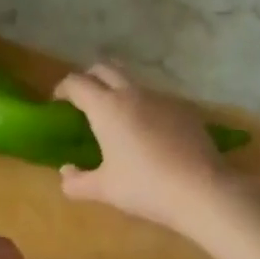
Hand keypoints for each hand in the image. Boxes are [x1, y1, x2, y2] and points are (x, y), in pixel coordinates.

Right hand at [54, 64, 236, 232]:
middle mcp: (133, 93)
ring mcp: (163, 98)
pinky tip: (149, 133)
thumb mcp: (104, 189)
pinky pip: (157, 99)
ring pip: (133, 82)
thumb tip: (66, 172)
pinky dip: (144, 107)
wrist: (202, 189)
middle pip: (105, 69)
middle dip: (89, 78)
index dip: (63, 89)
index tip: (58, 102)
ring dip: (118, 91)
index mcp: (107, 107)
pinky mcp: (185, 109)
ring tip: (116, 118)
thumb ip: (77, 182)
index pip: (77, 83)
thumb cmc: (145, 187)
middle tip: (83, 100)